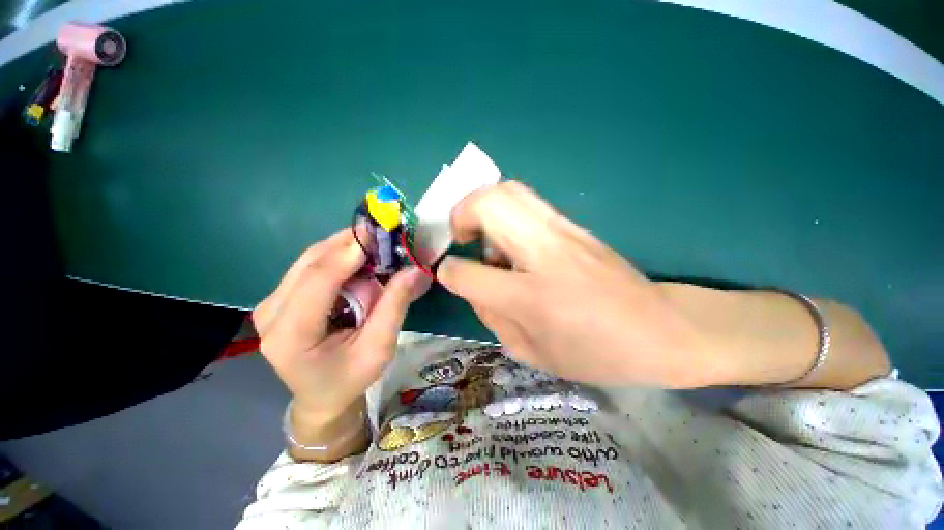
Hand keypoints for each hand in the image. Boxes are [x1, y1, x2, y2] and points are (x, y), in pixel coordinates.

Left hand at [253, 230, 430, 419]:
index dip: (348, 252)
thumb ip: (394, 306)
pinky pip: (312, 265)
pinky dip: (340, 258)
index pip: (318, 280)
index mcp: (290, 334)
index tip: (378, 232)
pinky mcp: (281, 297)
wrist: (322, 395)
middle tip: (384, 236)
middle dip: (350, 245)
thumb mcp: (379, 348)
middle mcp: (271, 312)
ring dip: (346, 249)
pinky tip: (361, 260)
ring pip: (311, 258)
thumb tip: (415, 269)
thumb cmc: (350, 377)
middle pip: (312, 262)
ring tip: (377, 247)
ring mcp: (272, 302)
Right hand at [437, 182, 708, 387]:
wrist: (662, 329)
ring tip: (485, 239)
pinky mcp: (573, 224)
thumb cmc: (596, 353)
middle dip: (460, 214)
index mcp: (531, 296)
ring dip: (482, 208)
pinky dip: (505, 213)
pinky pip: (526, 202)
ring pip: (508, 190)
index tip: (448, 273)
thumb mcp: (531, 352)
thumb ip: (491, 316)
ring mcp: (562, 230)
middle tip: (461, 238)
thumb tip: (470, 285)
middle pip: (487, 202)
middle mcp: (544, 251)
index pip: (467, 271)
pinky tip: (513, 243)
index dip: (448, 271)